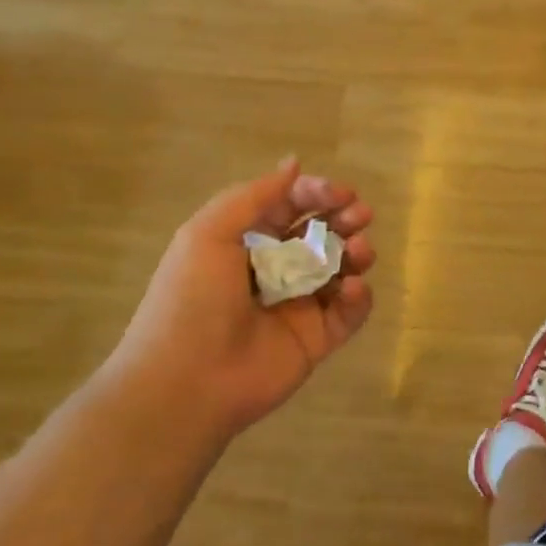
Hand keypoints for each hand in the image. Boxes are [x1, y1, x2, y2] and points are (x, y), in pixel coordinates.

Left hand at [111, 158, 375, 438]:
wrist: (185, 382)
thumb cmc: (192, 299)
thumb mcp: (209, 232)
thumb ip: (255, 195)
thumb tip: (294, 162)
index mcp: (247, 241)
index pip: (292, 205)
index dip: (317, 193)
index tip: (340, 193)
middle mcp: (276, 268)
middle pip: (321, 232)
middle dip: (344, 217)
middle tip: (360, 214)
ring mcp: (299, 304)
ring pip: (341, 268)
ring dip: (356, 252)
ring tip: (359, 250)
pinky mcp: (317, 339)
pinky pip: (348, 312)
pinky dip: (359, 297)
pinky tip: (353, 289)